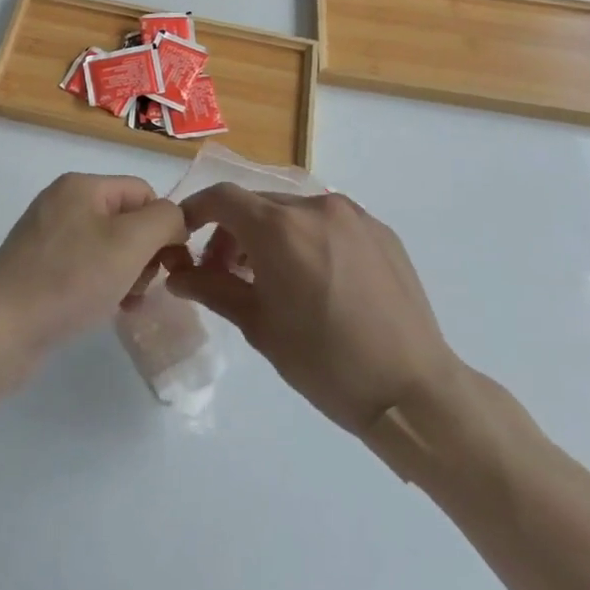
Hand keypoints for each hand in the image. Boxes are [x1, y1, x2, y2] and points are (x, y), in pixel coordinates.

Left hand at [0, 173, 188, 369]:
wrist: (2, 329)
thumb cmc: (70, 279)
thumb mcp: (130, 243)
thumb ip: (164, 220)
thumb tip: (174, 220)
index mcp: (81, 186)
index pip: (143, 192)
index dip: (163, 226)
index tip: (168, 265)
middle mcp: (61, 203)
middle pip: (126, 220)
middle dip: (144, 254)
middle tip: (140, 287)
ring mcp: (46, 236)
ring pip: (108, 248)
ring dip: (126, 274)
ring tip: (124, 303)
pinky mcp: (38, 268)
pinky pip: (85, 268)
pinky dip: (102, 286)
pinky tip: (106, 310)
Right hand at [164, 185, 462, 436]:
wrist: (412, 391)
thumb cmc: (324, 362)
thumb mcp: (258, 326)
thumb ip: (212, 289)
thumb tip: (176, 275)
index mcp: (280, 228)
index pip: (222, 198)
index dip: (195, 211)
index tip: (185, 238)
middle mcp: (315, 207)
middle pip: (257, 204)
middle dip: (232, 231)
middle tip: (224, 273)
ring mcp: (353, 216)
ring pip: (293, 212)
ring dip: (270, 234)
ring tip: (270, 279)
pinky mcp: (381, 231)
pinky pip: (328, 223)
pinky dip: (307, 239)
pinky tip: (314, 280)